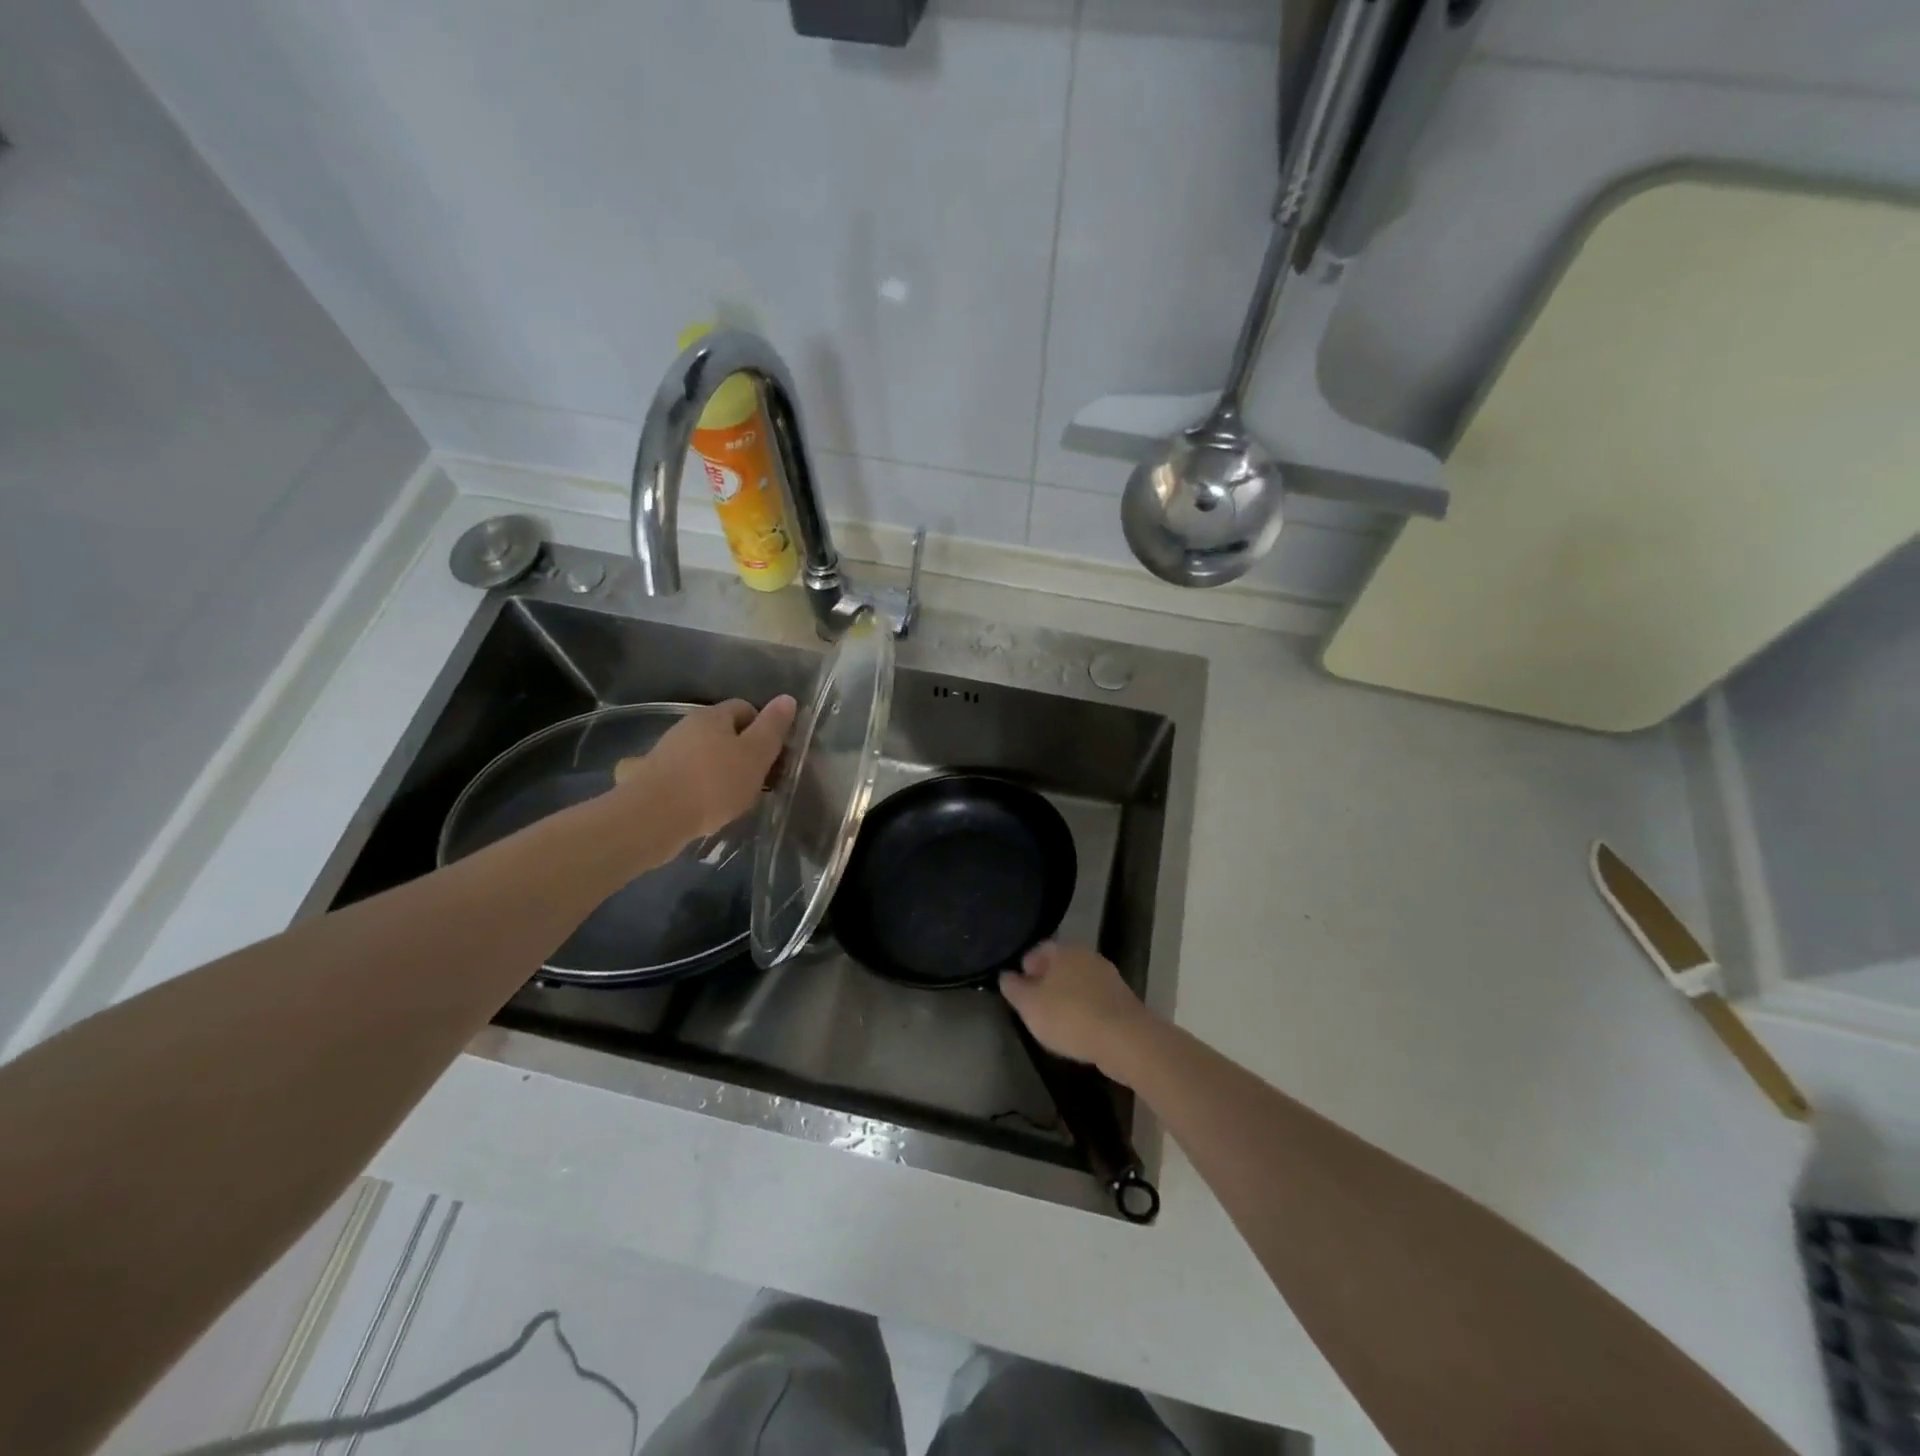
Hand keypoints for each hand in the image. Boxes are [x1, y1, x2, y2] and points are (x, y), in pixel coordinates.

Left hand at [614, 696, 796, 841]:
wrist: (652, 818)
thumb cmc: (713, 783)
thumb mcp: (755, 755)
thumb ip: (772, 728)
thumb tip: (787, 698)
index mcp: (712, 715)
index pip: (745, 708)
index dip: (764, 727)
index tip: (775, 755)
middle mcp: (687, 726)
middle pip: (725, 732)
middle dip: (745, 752)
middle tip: (761, 780)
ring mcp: (668, 752)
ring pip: (707, 755)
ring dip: (724, 771)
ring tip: (737, 799)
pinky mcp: (655, 778)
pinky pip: (690, 776)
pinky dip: (704, 787)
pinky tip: (710, 808)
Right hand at [999, 943, 1156, 1083]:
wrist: (1125, 1040)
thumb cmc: (1070, 1017)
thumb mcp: (1030, 1006)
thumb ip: (1014, 989)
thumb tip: (1005, 975)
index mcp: (1064, 951)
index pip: (1039, 949)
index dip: (1026, 965)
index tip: (1018, 985)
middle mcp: (1088, 957)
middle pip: (1061, 964)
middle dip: (1046, 980)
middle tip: (1034, 1003)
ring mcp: (1109, 978)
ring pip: (1079, 982)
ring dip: (1067, 996)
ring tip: (1055, 1019)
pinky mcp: (1123, 1001)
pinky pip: (1095, 1000)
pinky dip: (1084, 1009)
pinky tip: (1079, 1029)